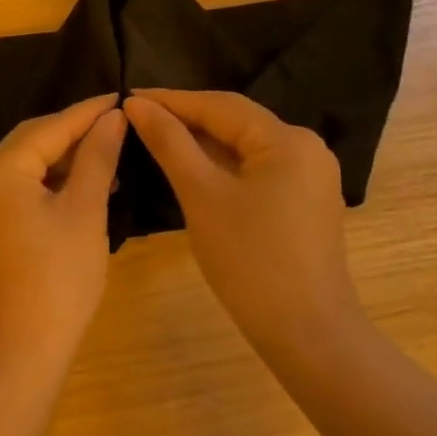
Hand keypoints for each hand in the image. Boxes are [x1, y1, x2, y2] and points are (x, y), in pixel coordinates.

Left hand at [0, 95, 126, 371]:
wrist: (18, 355)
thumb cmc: (58, 279)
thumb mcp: (85, 212)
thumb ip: (97, 158)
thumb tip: (113, 118)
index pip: (50, 128)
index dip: (88, 112)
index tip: (121, 98)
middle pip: (33, 142)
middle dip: (75, 134)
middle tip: (116, 126)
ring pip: (26, 167)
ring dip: (64, 162)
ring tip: (108, 159)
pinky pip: (19, 190)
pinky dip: (49, 185)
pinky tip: (82, 189)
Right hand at [124, 89, 362, 361]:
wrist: (309, 338)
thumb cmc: (251, 261)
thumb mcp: (201, 195)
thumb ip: (169, 142)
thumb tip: (136, 104)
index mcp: (287, 140)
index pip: (219, 105)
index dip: (170, 100)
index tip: (126, 97)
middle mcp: (305, 148)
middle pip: (234, 122)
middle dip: (185, 119)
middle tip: (136, 116)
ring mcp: (309, 177)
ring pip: (243, 146)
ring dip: (201, 142)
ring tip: (155, 137)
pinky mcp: (304, 202)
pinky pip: (255, 169)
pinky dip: (221, 166)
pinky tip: (191, 168)